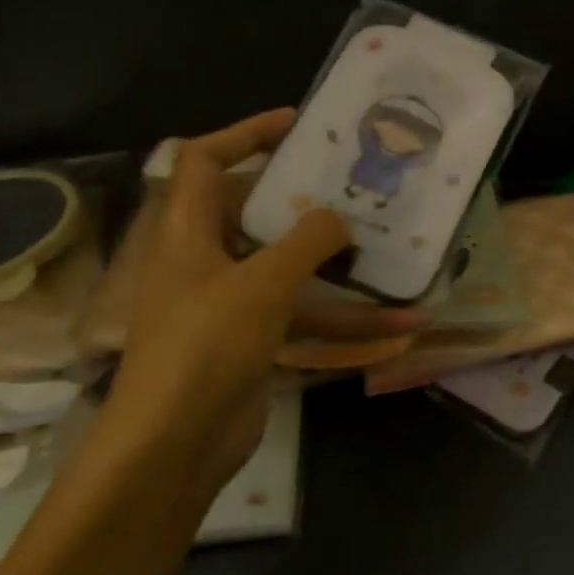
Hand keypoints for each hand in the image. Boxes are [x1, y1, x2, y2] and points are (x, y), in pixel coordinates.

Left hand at [101, 110, 375, 501]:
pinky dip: (346, 320)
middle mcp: (205, 260)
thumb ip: (306, 241)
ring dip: (342, 268)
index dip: (245, 134)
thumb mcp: (262, 284)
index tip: (298, 126)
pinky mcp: (253, 340)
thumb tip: (338, 218)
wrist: (174, 448)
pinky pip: (305, 316)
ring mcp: (230, 303)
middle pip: (254, 210)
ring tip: (393, 250)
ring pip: (291, 269)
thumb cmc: (206, 347)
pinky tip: (399, 326)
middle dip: (306, 198)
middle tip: (354, 185)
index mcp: (188, 233)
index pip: (203, 160)